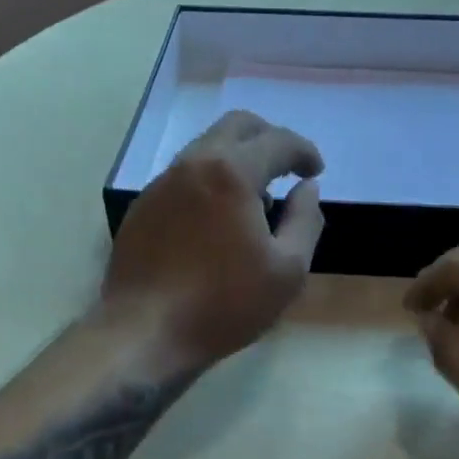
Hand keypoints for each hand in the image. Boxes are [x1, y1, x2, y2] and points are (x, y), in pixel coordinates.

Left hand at [102, 111, 323, 367]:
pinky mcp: (143, 206)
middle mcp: (193, 164)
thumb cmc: (224, 304)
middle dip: (269, 139)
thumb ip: (306, 219)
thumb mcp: (288, 270)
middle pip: (237, 126)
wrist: (144, 333)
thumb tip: (308, 188)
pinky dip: (211, 180)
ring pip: (207, 148)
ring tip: (256, 199)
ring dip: (238, 158)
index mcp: (231, 172)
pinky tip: (218, 219)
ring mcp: (162, 183)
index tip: (315, 170)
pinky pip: (185, 175)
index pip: (278, 141)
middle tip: (287, 168)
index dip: (304, 151)